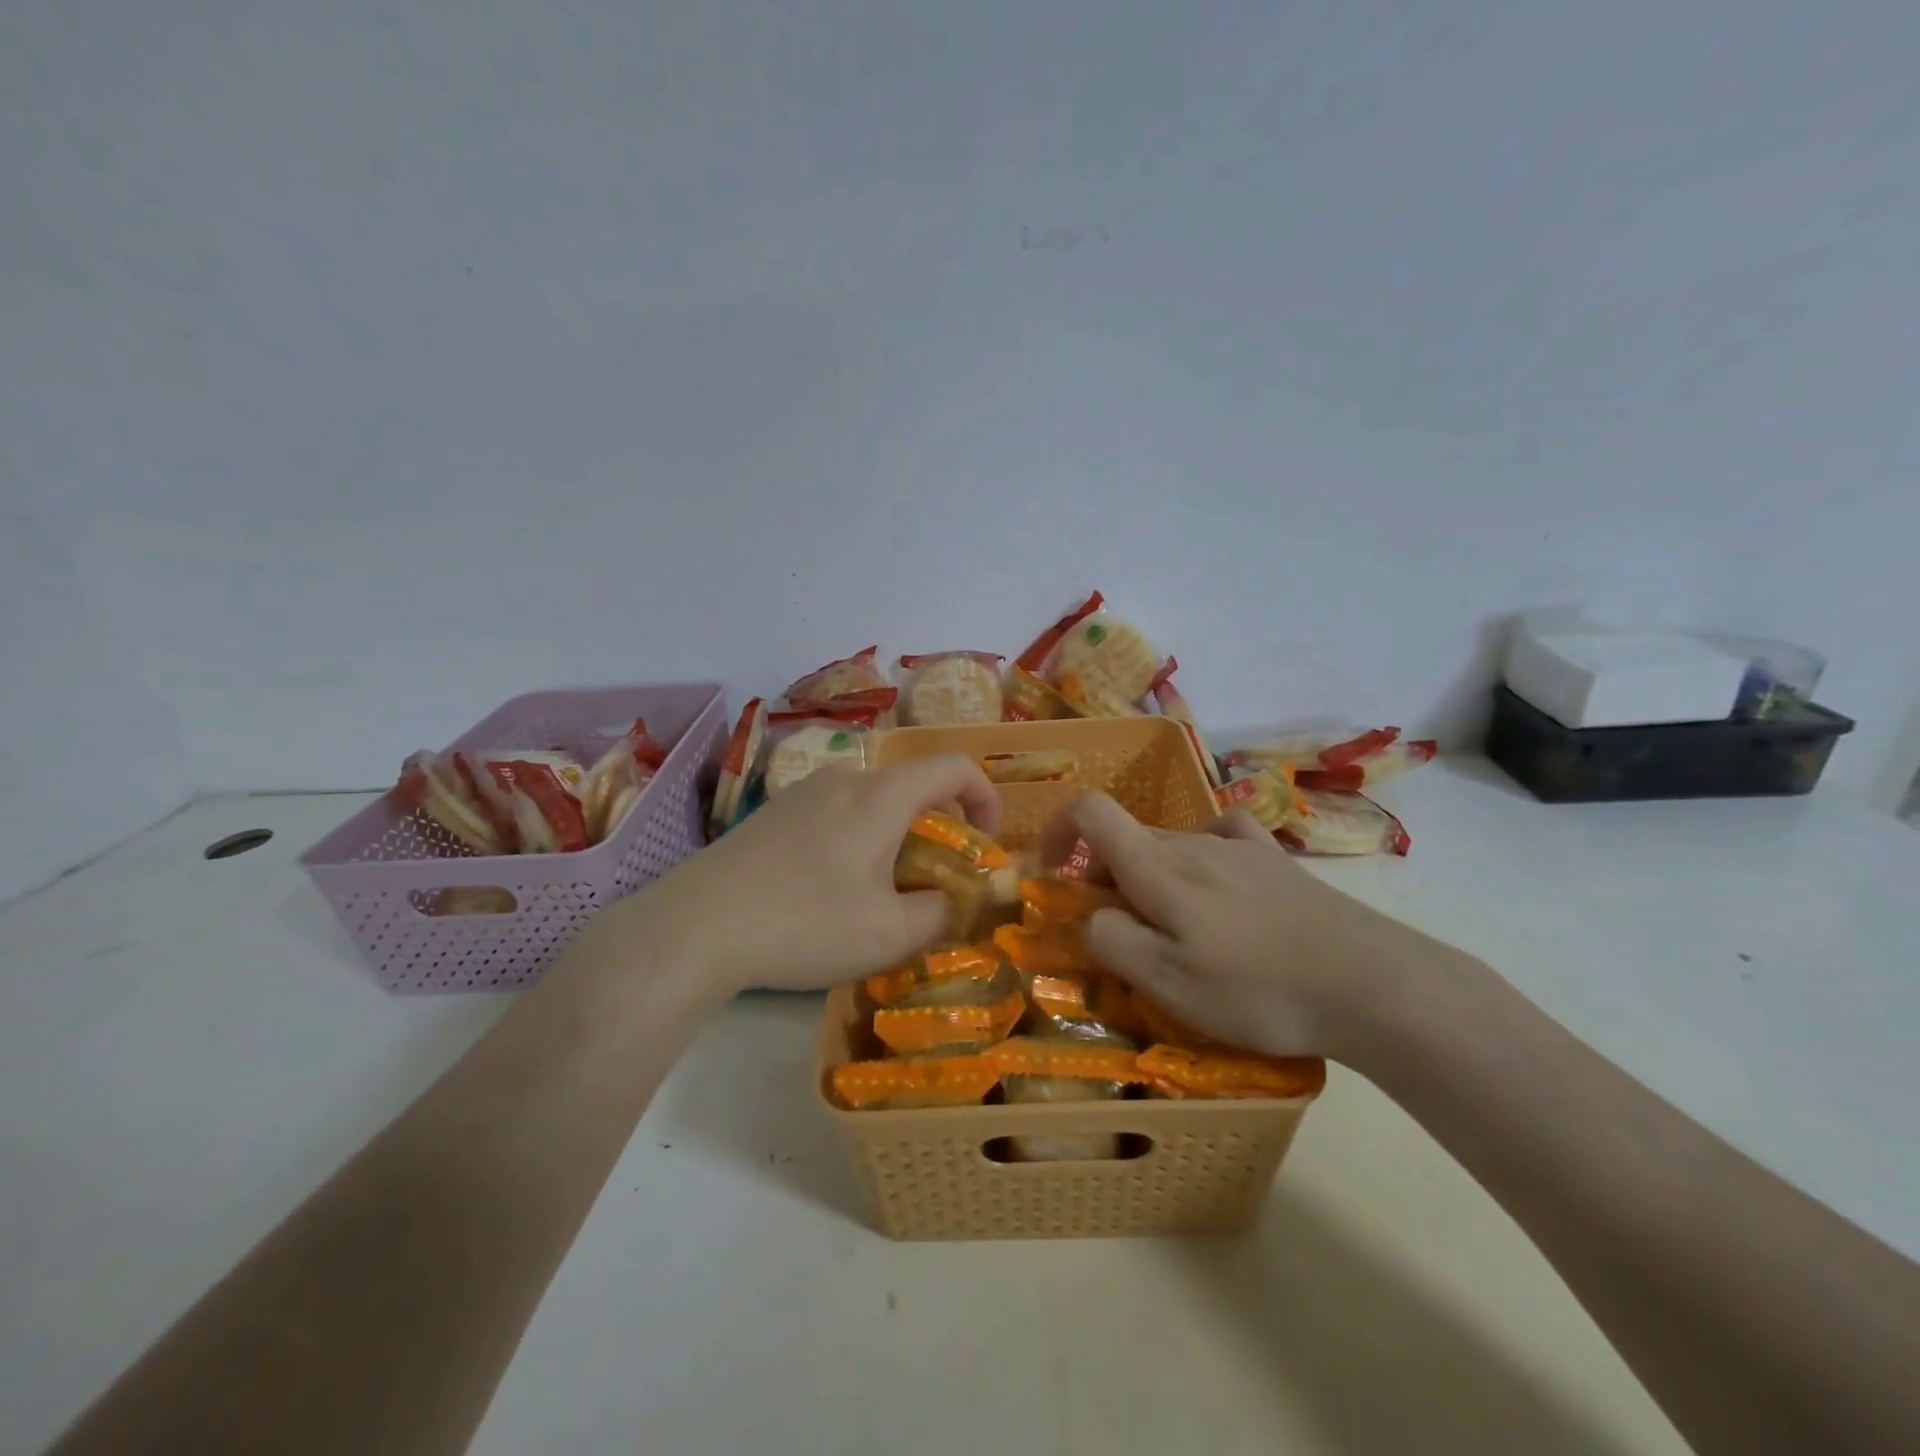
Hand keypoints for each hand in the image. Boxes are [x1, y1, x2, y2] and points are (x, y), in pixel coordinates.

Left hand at [618, 755, 999, 996]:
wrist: (696, 927)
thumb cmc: (805, 924)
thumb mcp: (889, 933)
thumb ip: (941, 912)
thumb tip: (955, 900)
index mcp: (882, 795)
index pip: (954, 766)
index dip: (985, 797)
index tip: (985, 843)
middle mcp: (845, 779)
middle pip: (912, 786)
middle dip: (939, 827)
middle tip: (935, 880)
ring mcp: (803, 792)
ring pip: (872, 801)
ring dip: (896, 835)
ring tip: (882, 890)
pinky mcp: (774, 813)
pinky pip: (836, 812)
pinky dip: (859, 838)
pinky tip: (831, 889)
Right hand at [1040, 794, 1418, 1058]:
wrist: (1371, 983)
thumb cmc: (1257, 988)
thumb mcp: (1168, 981)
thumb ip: (1110, 940)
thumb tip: (1089, 915)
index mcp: (1157, 865)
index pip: (1090, 811)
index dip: (1057, 829)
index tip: (1051, 872)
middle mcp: (1191, 841)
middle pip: (1127, 837)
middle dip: (1103, 877)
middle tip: (1118, 936)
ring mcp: (1238, 847)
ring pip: (1169, 846)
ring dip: (1149, 877)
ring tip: (1175, 933)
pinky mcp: (1275, 862)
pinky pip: (1220, 840)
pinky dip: (1198, 858)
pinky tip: (1217, 888)